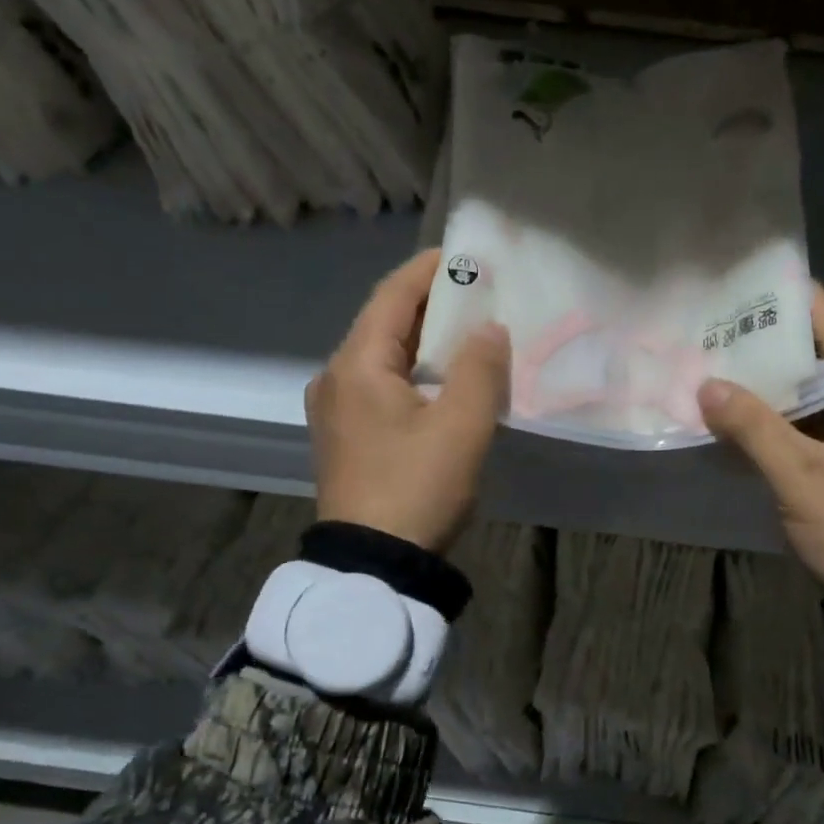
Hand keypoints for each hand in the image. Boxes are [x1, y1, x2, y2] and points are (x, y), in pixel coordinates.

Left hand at [307, 249, 510, 553]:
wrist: (373, 566)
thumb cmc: (417, 488)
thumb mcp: (461, 426)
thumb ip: (479, 368)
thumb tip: (489, 329)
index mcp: (356, 365)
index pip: (392, 296)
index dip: (429, 271)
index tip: (466, 257)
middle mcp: (335, 379)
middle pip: (384, 325)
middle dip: (430, 307)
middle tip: (478, 296)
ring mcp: (335, 412)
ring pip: (382, 359)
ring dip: (423, 344)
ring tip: (467, 336)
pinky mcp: (344, 440)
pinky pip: (379, 388)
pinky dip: (412, 375)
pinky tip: (441, 384)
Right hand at [698, 286, 823, 594]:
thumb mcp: (800, 477)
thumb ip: (753, 427)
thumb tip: (706, 386)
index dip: (796, 303)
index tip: (752, 280)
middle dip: (774, 349)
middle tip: (721, 328)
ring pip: (822, 396)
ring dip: (777, 388)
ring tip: (724, 365)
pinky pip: (822, 426)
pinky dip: (788, 421)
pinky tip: (746, 415)